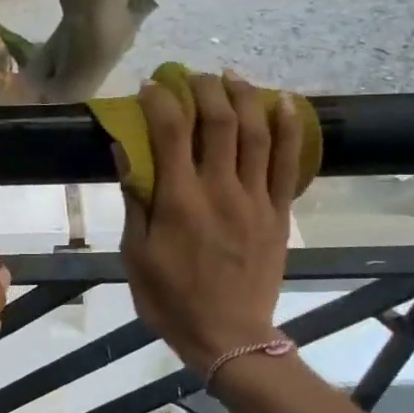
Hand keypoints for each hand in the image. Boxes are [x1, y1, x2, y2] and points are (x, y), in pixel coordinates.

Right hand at [117, 72, 301, 374]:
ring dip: (243, 96)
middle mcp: (219, 189)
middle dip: (203, 88)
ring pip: (256, 132)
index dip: (159, 101)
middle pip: (218, 121)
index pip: (169, 132)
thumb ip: (134, 200)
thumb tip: (125, 151)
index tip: (150, 86)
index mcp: (178, 201)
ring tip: (230, 76)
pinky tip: (284, 102)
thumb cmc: (171, 299)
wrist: (229, 337)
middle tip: (190, 75)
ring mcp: (254, 198)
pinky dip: (288, 127)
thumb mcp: (135, 255)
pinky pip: (288, 161)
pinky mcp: (278, 211)